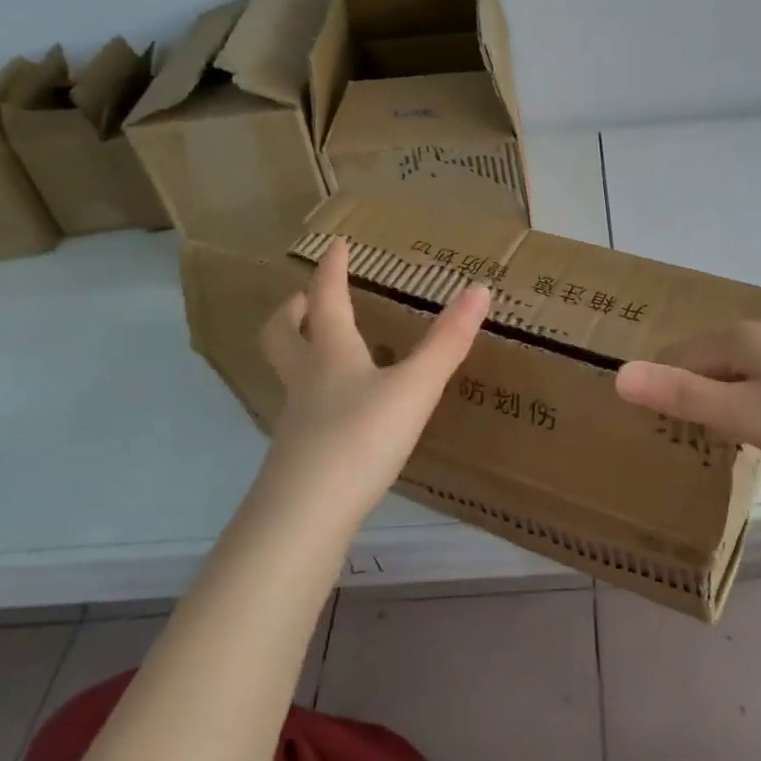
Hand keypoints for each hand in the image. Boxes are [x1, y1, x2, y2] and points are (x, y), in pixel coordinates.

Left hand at [257, 238, 490, 526]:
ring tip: (326, 352)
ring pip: (288, 374)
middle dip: (292, 311)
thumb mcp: (414, 388)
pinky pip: (301, 410)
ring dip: (299, 352)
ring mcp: (296, 419)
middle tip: (305, 300)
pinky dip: (315, 395)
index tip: (335, 245)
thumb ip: (447, 343)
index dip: (332, 270)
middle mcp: (306, 380)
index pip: (326, 299)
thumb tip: (480, 289)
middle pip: (281, 335)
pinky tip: (340, 412)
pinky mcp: (297, 455)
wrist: (306, 514)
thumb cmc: (361, 438)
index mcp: (331, 354)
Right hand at [614, 321, 760, 489]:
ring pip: (730, 372)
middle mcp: (759, 334)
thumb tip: (618, 375)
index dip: (659, 389)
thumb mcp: (742, 415)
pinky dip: (744, 403)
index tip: (656, 430)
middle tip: (682, 440)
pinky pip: (756, 381)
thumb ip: (680, 396)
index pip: (675, 355)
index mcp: (737, 338)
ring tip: (714, 441)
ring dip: (715, 401)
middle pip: (702, 360)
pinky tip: (756, 431)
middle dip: (686, 394)